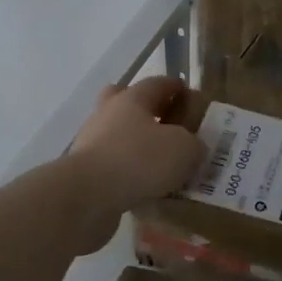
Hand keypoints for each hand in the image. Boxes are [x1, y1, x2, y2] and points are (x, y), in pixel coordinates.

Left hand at [63, 77, 204, 253]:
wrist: (86, 197)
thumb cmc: (138, 160)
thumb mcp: (184, 149)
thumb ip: (194, 144)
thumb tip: (193, 147)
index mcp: (132, 98)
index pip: (158, 83)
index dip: (177, 88)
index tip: (192, 98)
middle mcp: (109, 114)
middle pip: (128, 103)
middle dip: (149, 111)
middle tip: (171, 126)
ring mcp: (93, 143)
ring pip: (120, 136)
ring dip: (139, 146)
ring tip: (165, 165)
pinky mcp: (86, 173)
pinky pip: (115, 166)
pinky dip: (131, 174)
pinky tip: (149, 188)